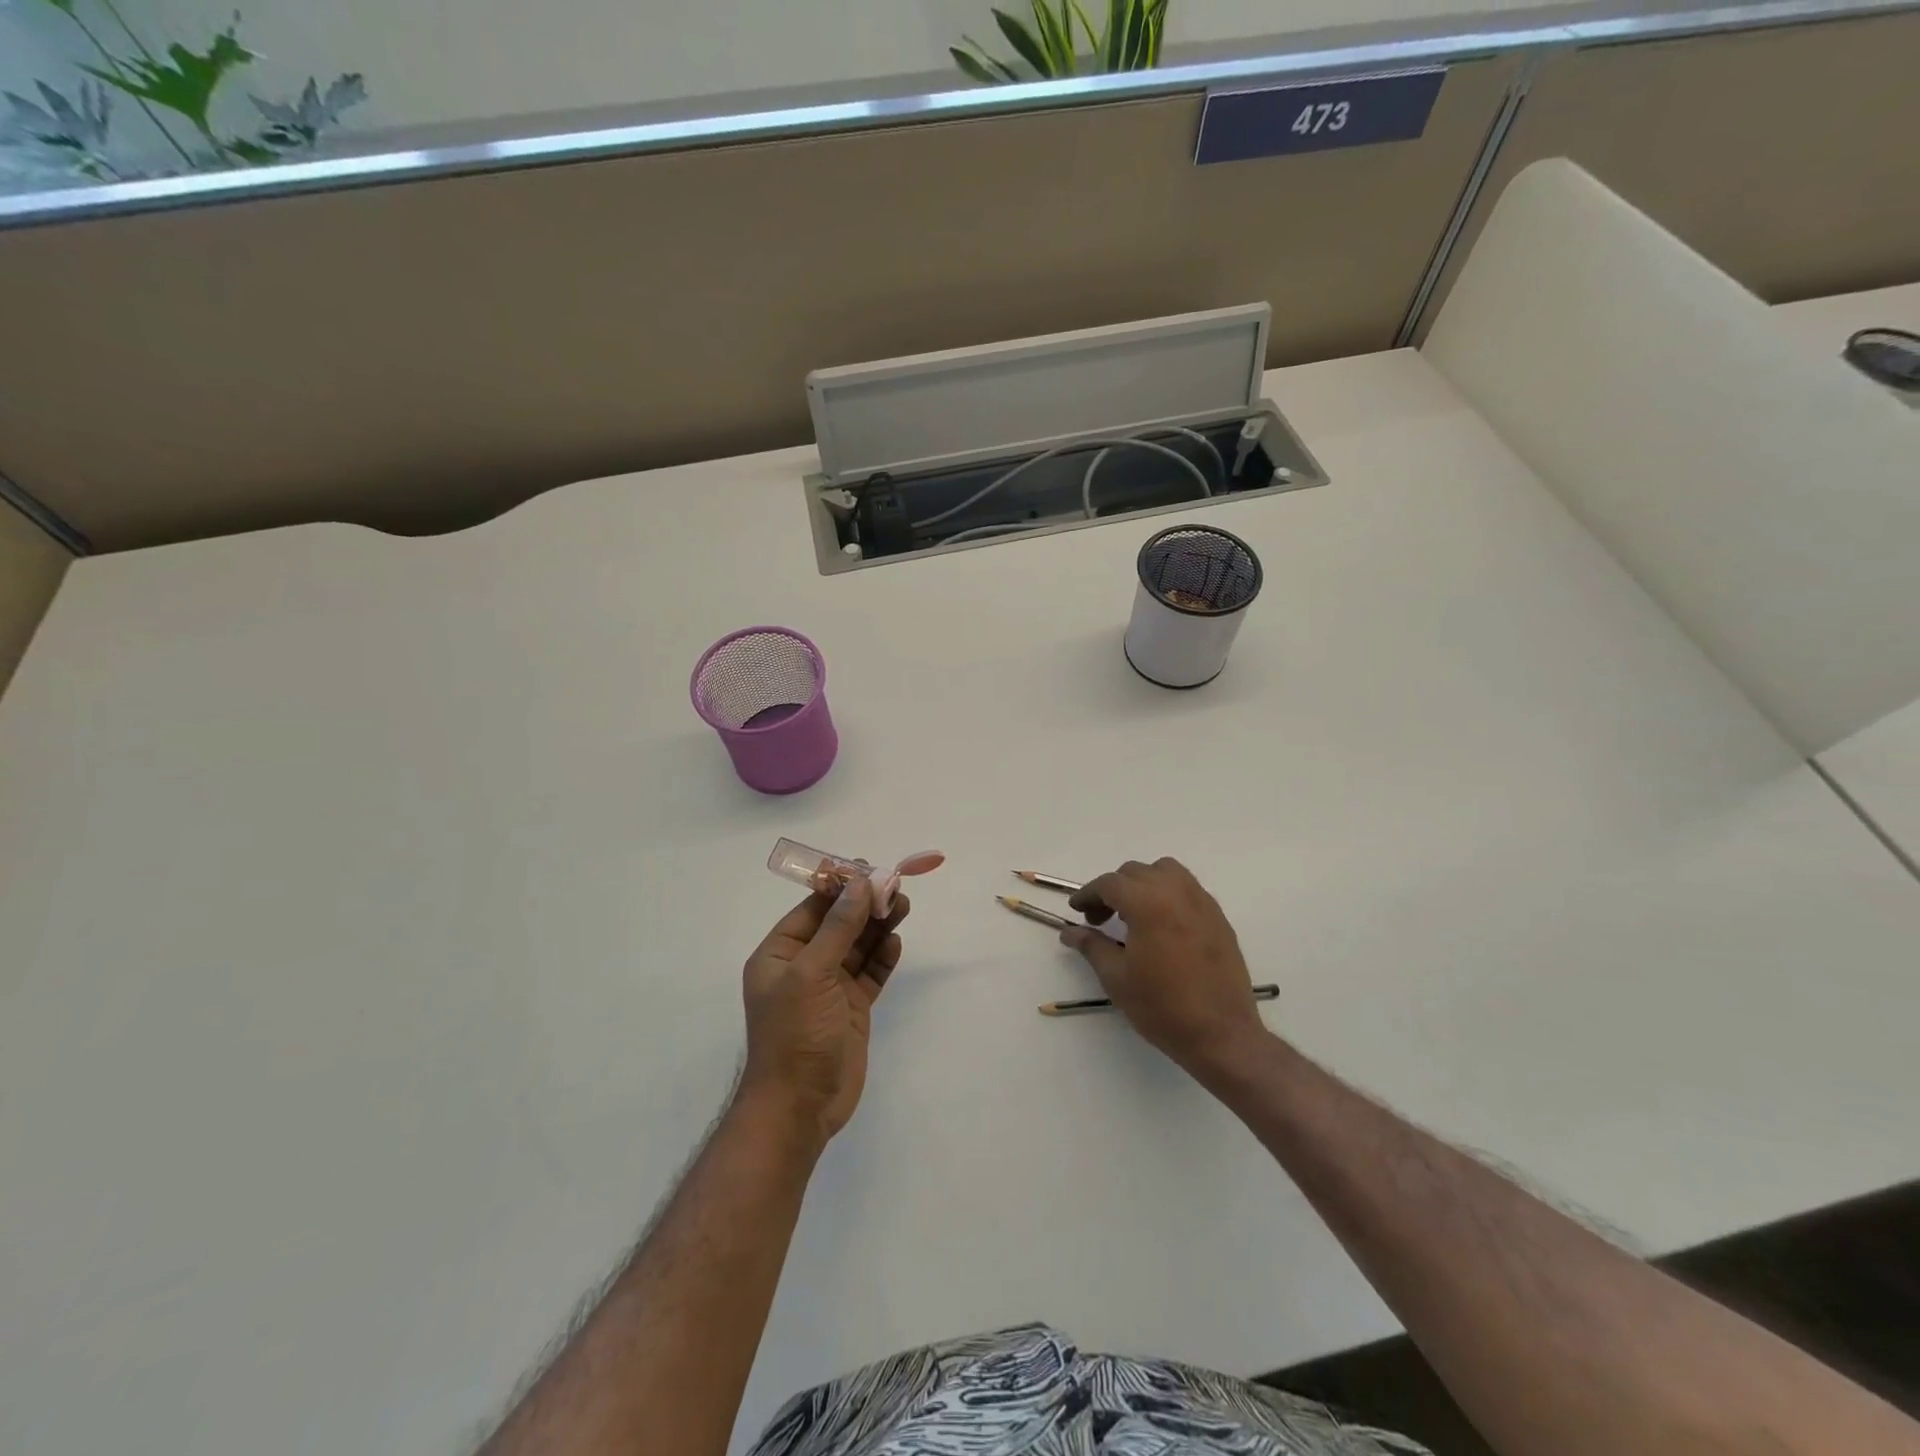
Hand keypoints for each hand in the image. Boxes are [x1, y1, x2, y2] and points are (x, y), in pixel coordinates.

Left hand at [740, 876, 907, 1143]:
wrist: (800, 1107)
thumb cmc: (795, 1033)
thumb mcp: (812, 973)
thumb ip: (838, 927)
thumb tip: (860, 883)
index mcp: (780, 954)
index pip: (812, 909)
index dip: (840, 887)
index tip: (869, 868)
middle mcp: (804, 966)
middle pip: (839, 924)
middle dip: (865, 905)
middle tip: (896, 886)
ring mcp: (829, 988)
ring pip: (857, 946)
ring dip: (878, 926)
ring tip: (904, 906)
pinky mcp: (852, 1008)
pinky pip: (870, 973)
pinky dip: (883, 957)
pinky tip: (896, 943)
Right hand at [1063, 858, 1267, 1079]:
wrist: (1221, 1035)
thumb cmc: (1162, 1007)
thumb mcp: (1117, 978)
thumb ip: (1091, 946)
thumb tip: (1069, 932)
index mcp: (1148, 903)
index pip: (1110, 884)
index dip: (1088, 894)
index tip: (1076, 910)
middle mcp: (1176, 892)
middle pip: (1136, 872)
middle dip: (1113, 890)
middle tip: (1100, 919)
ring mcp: (1202, 902)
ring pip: (1166, 871)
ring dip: (1143, 883)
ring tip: (1133, 913)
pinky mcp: (1218, 917)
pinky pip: (1188, 888)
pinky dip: (1168, 893)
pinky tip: (1161, 924)